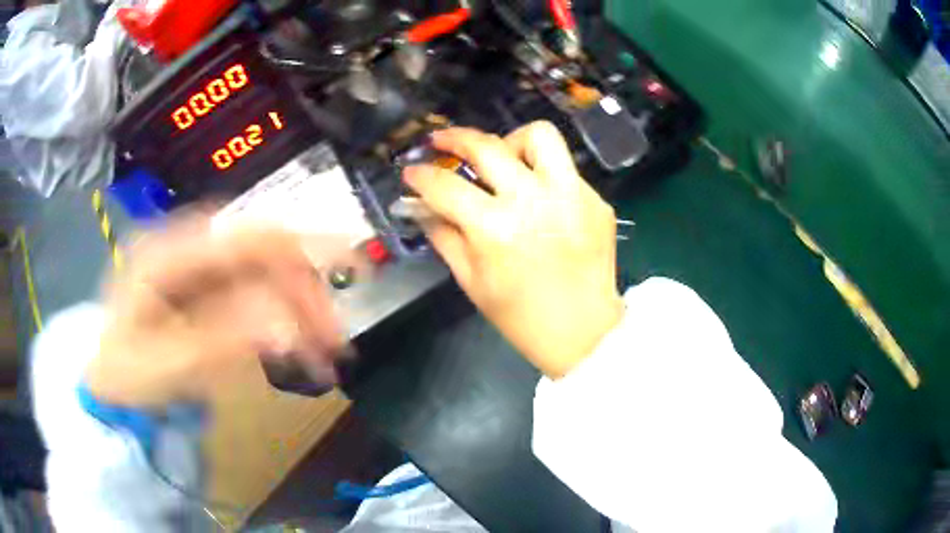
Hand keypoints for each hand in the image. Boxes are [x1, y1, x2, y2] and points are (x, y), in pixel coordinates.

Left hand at [85, 214, 349, 408]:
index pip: (245, 235)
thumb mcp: (167, 366)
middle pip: (261, 251)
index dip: (300, 248)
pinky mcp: (204, 290)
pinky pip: (254, 294)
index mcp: (167, 251)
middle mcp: (185, 247)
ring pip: (264, 273)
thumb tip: (284, 325)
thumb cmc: (126, 376)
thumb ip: (221, 341)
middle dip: (306, 292)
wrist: (109, 385)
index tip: (349, 268)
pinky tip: (297, 346)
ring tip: (324, 351)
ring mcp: (195, 268)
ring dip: (300, 309)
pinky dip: (282, 320)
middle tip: (336, 338)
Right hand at [403, 122, 623, 377]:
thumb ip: (445, 236)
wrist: (584, 332)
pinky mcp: (596, 200)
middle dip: (454, 138)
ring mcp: (572, 195)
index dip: (421, 176)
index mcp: (496, 228)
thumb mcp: (471, 281)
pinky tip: (539, 200)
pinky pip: (565, 169)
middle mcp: (534, 200)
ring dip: (512, 141)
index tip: (412, 172)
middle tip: (442, 141)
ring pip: (540, 135)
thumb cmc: (520, 316)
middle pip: (487, 145)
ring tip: (503, 159)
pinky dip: (544, 176)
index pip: (446, 186)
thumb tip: (424, 207)